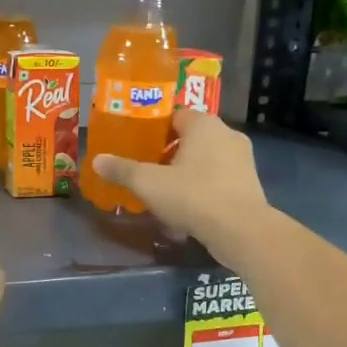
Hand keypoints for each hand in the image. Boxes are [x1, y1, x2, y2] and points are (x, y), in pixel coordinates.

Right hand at [91, 109, 272, 262]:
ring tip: (163, 192)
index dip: (153, 130)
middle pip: (189, 138)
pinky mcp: (249, 184)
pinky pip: (217, 180)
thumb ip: (122, 170)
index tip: (137, 145)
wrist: (241, 231)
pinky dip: (201, 189)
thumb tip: (97, 160)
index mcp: (204, 124)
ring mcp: (242, 160)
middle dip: (167, 154)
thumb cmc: (193, 196)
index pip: (174, 116)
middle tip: (145, 170)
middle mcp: (227, 134)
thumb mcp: (149, 184)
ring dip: (184, 173)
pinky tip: (186, 209)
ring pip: (204, 161)